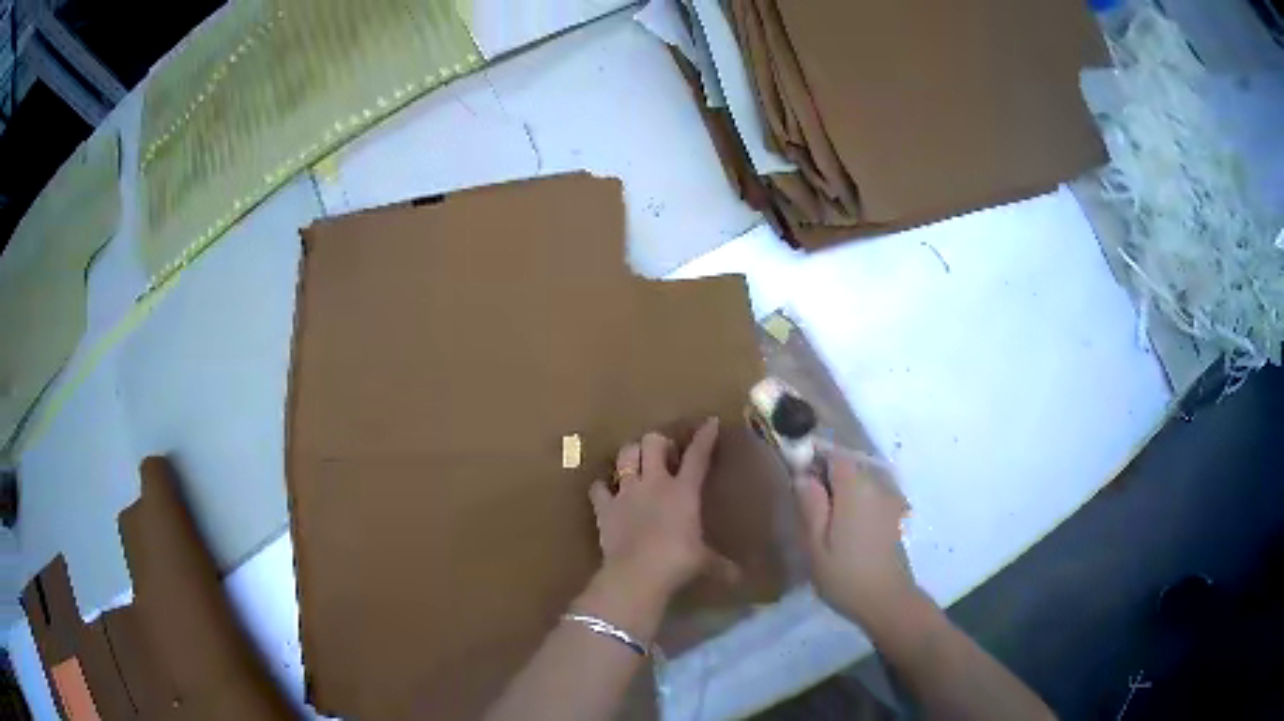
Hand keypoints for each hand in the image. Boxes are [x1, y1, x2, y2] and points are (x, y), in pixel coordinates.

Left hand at [587, 418, 736, 603]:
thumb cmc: (678, 562)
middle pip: (652, 442)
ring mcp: (626, 492)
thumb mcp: (705, 562)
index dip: (705, 436)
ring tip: (636, 462)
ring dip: (631, 455)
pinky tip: (607, 491)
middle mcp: (654, 483)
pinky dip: (602, 487)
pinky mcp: (604, 507)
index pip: (698, 456)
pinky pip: (598, 487)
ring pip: (625, 455)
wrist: (638, 573)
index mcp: (683, 491)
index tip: (710, 422)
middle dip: (658, 442)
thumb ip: (721, 565)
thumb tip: (741, 578)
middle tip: (664, 453)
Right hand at [795, 444, 915, 625]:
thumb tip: (803, 476)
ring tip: (826, 520)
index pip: (835, 454)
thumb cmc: (846, 575)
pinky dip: (857, 502)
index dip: (815, 459)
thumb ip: (810, 505)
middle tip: (808, 504)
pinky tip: (847, 529)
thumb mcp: (816, 545)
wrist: (888, 601)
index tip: (799, 478)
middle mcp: (878, 485)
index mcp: (856, 488)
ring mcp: (891, 499)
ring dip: (843, 490)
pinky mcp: (897, 514)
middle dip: (828, 475)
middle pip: (850, 465)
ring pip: (862, 480)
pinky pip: (873, 495)